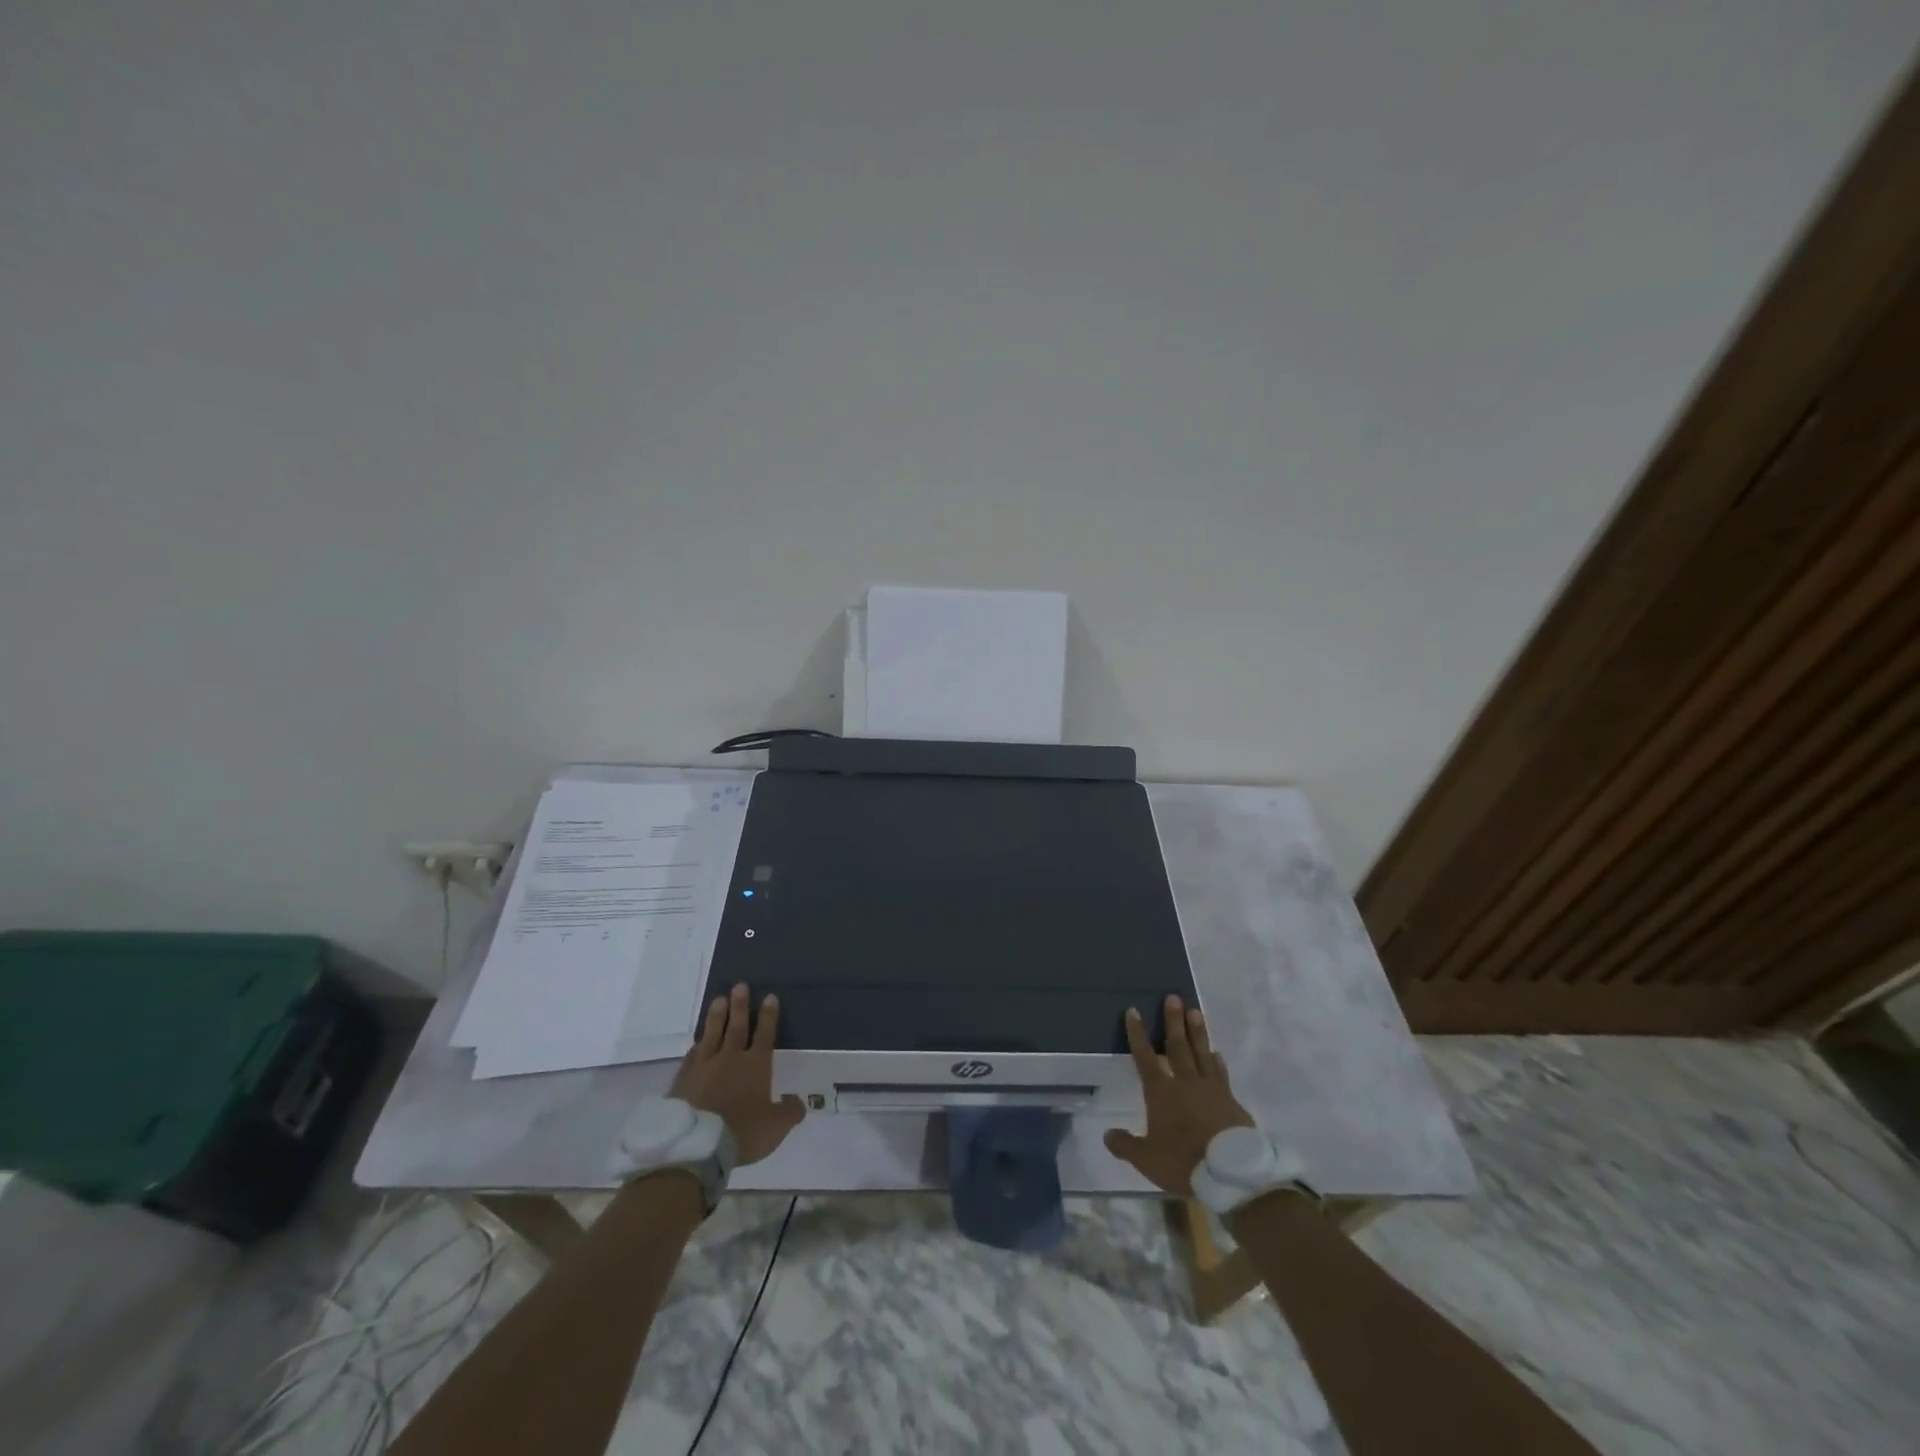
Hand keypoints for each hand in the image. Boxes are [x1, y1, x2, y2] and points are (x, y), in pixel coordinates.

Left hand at [669, 983, 805, 1165]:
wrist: (695, 1146)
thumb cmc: (742, 1133)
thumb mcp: (775, 1127)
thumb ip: (790, 1112)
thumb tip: (799, 1102)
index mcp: (755, 1066)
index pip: (764, 1034)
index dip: (768, 1016)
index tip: (769, 996)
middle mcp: (730, 1059)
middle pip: (736, 1027)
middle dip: (740, 1006)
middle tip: (740, 985)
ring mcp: (704, 1067)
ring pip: (711, 1035)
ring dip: (716, 1017)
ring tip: (719, 999)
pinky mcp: (683, 1080)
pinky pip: (692, 1056)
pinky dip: (696, 1046)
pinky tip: (697, 1042)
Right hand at [1104, 996, 1254, 1195]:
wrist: (1231, 1173)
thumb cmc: (1184, 1161)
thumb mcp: (1147, 1159)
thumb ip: (1126, 1145)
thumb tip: (1107, 1134)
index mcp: (1161, 1092)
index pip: (1145, 1057)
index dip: (1137, 1034)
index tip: (1134, 1011)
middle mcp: (1185, 1082)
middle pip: (1178, 1046)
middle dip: (1173, 1021)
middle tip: (1173, 997)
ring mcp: (1211, 1089)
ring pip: (1202, 1053)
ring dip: (1197, 1032)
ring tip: (1195, 1012)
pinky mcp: (1231, 1101)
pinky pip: (1221, 1074)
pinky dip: (1217, 1062)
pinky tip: (1217, 1054)